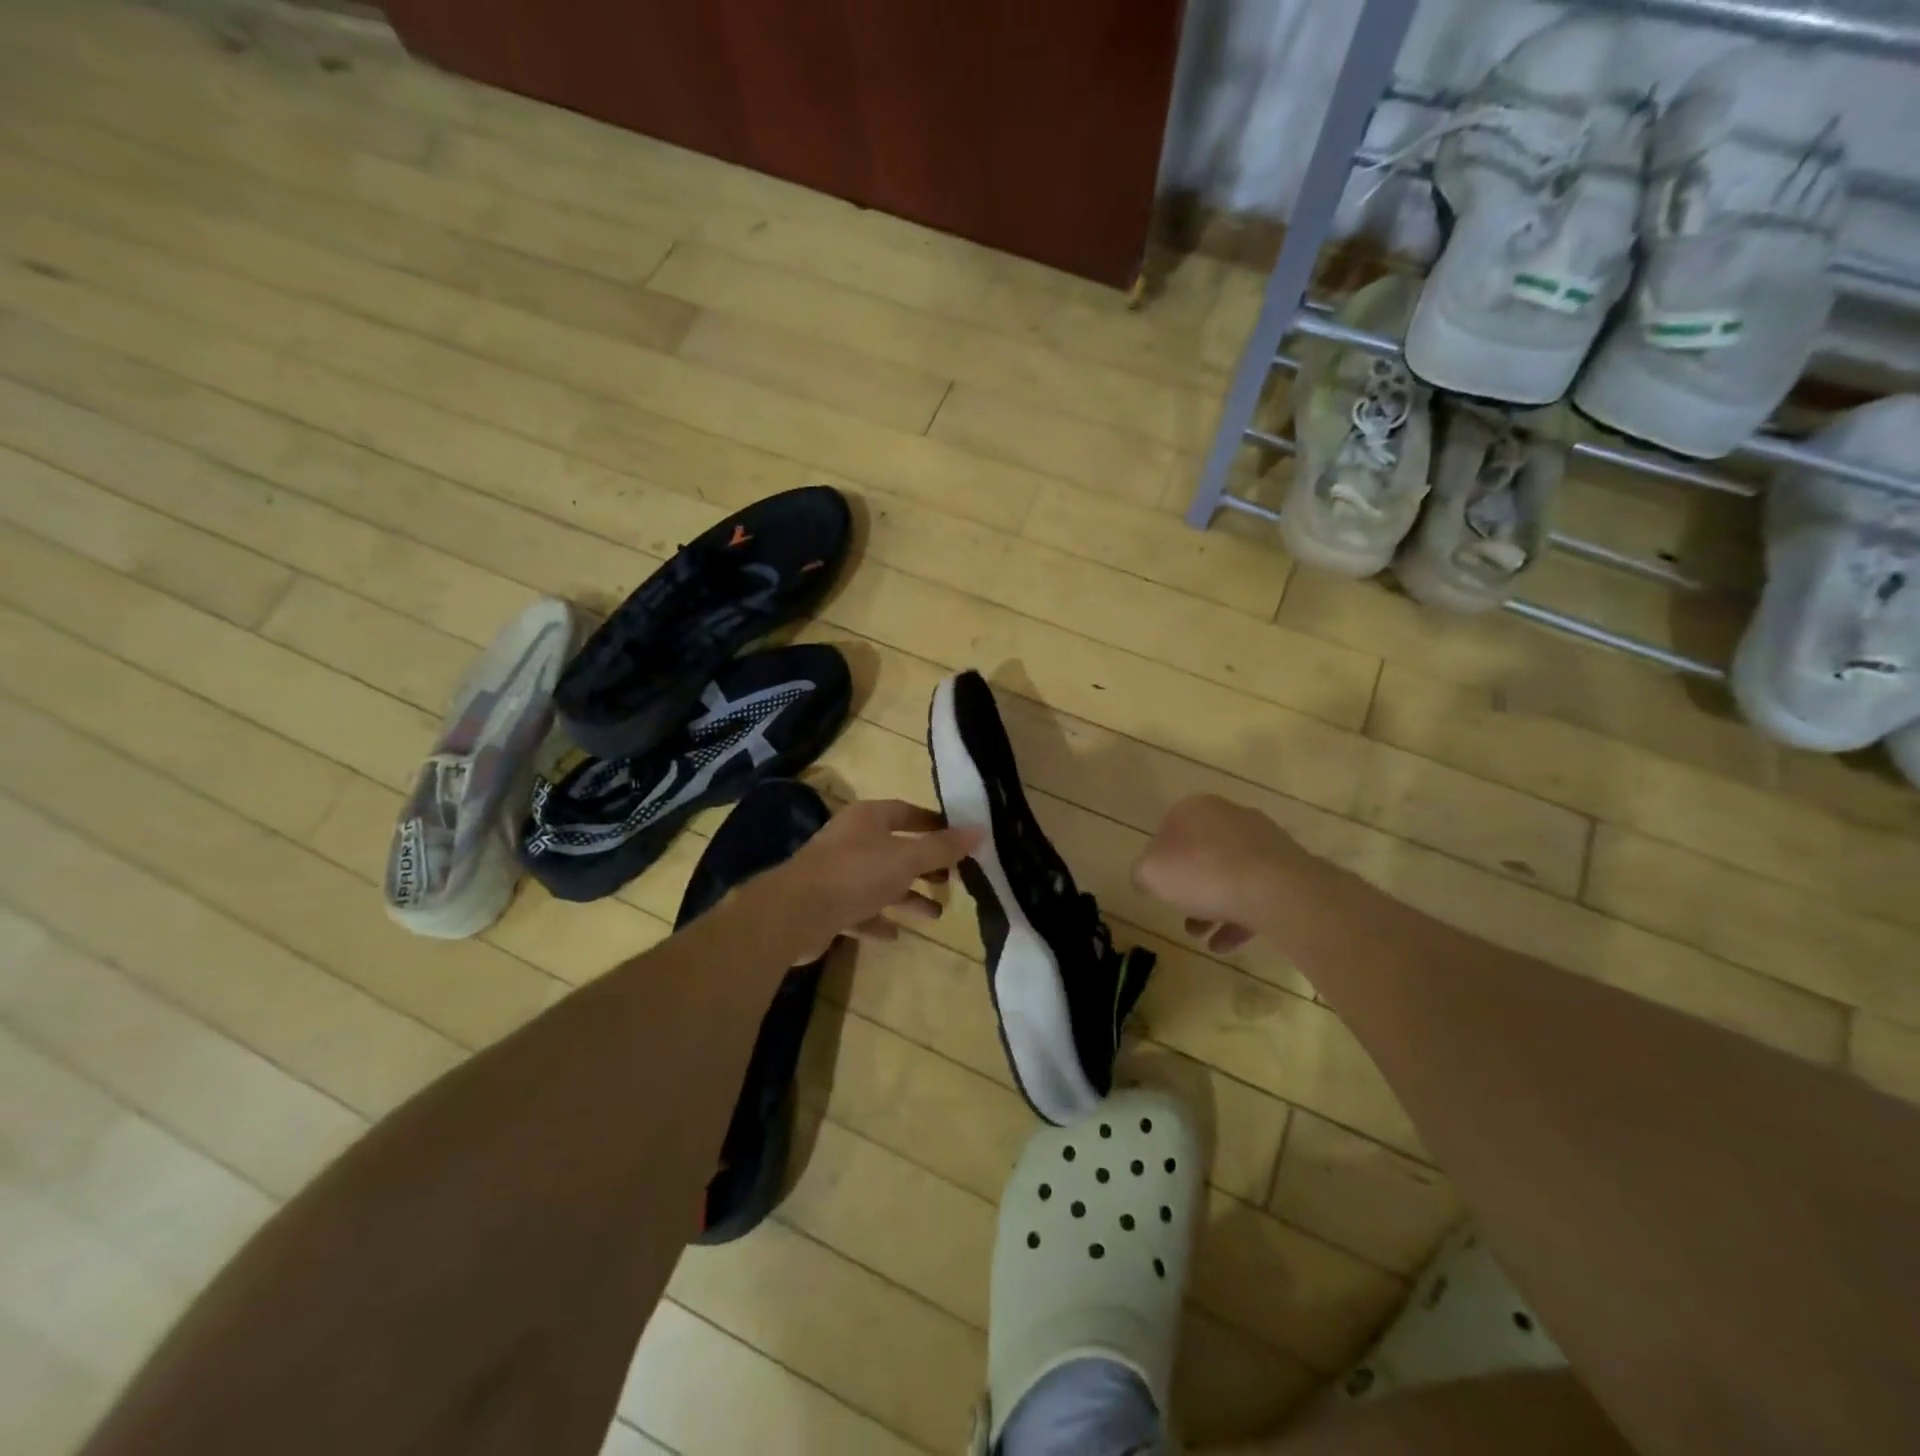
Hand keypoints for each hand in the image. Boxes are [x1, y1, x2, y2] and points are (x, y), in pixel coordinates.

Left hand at [765, 799, 980, 958]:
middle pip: (896, 849)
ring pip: (881, 883)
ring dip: (907, 897)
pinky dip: (880, 920)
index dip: (934, 824)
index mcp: (868, 819)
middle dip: (925, 866)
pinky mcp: (828, 906)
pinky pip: (861, 911)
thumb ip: (943, 847)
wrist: (795, 912)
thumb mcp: (906, 858)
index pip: (907, 813)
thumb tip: (980, 829)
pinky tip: (897, 934)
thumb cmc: (855, 873)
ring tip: (936, 914)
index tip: (959, 839)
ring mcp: (838, 874)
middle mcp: (852, 841)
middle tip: (952, 881)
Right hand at [1131, 794, 1305, 953]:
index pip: (1168, 830)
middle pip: (1201, 853)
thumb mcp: (1151, 872)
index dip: (1160, 861)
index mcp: (1195, 808)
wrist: (1276, 890)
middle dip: (1190, 887)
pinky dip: (1238, 917)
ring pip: (1229, 875)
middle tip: (1181, 913)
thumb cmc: (1203, 872)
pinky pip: (1255, 892)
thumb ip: (1142, 872)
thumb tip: (1147, 876)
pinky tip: (1224, 944)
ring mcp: (1263, 841)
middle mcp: (1229, 816)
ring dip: (1212, 906)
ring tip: (1202, 937)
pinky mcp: (1287, 868)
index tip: (1159, 887)